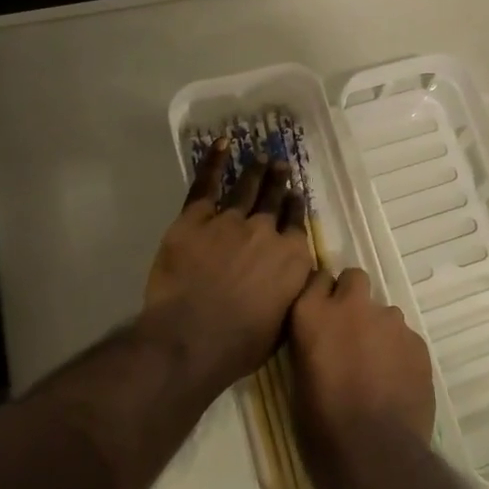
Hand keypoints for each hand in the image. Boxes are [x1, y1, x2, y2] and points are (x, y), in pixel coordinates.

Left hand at [140, 139, 314, 393]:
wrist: (192, 337)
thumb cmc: (240, 344)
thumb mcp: (283, 322)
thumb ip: (292, 292)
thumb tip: (296, 278)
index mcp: (291, 257)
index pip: (296, 223)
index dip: (294, 207)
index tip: (294, 195)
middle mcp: (265, 231)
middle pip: (274, 200)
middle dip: (279, 181)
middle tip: (280, 165)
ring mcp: (230, 221)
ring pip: (246, 188)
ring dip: (256, 172)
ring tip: (261, 158)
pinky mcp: (195, 219)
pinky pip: (207, 184)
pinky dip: (214, 162)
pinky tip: (223, 144)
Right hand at [290, 267, 436, 488]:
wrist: (374, 456)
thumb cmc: (321, 427)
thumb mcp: (299, 380)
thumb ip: (313, 344)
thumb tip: (324, 341)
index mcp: (313, 314)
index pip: (317, 278)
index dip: (322, 295)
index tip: (322, 311)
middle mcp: (351, 307)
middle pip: (354, 278)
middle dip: (353, 297)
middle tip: (351, 331)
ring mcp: (389, 321)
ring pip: (384, 311)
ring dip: (378, 330)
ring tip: (377, 367)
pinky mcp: (417, 342)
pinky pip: (406, 338)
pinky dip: (400, 353)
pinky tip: (396, 383)